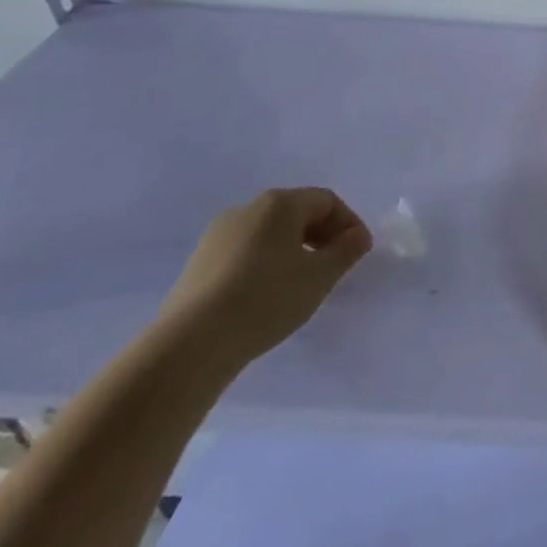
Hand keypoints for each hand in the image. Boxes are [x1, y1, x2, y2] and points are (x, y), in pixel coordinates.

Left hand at [157, 187, 372, 372]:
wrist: (189, 344)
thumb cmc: (267, 298)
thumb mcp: (322, 275)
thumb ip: (348, 249)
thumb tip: (356, 236)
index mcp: (279, 203)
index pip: (327, 201)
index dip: (349, 224)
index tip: (358, 253)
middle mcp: (246, 209)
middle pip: (297, 213)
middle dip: (322, 236)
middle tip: (334, 267)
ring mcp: (216, 236)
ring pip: (269, 234)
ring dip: (293, 251)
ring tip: (301, 284)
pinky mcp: (197, 263)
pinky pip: (245, 252)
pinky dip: (265, 264)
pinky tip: (266, 295)